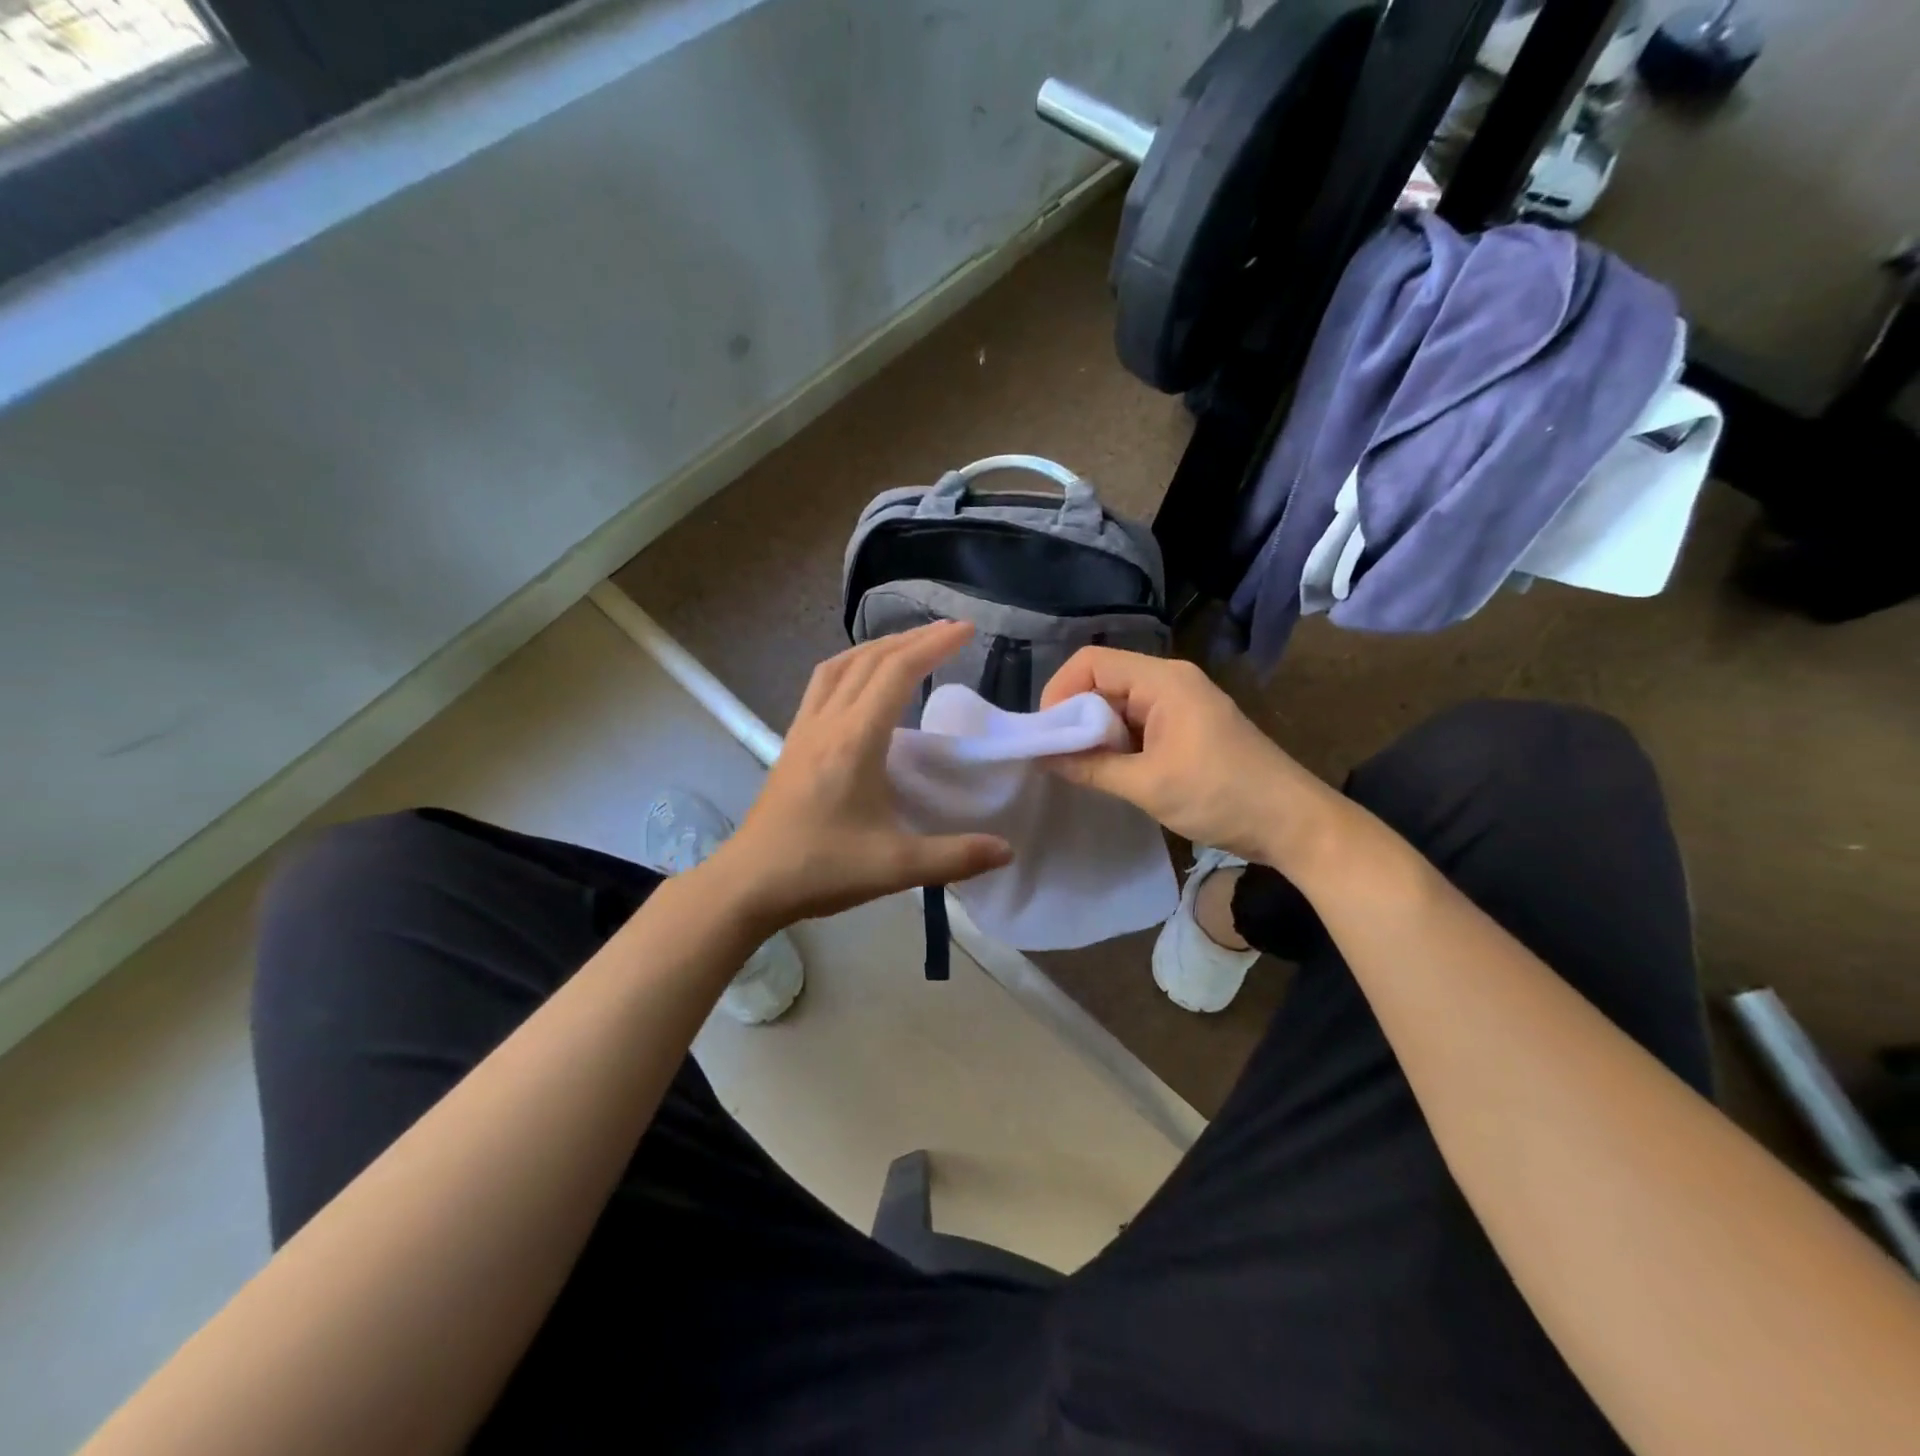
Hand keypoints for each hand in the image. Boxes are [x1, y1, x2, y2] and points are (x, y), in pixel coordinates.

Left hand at [714, 622, 1013, 931]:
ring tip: (908, 645)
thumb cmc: (820, 868)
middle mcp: (828, 722)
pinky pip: (823, 684)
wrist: (749, 882)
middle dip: (912, 638)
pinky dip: (850, 666)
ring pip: (840, 666)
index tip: (966, 630)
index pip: (897, 673)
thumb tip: (1007, 850)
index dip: (934, 646)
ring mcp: (805, 729)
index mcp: (855, 740)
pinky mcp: (792, 742)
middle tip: (949, 631)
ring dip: (877, 647)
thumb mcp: (894, 867)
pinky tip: (861, 683)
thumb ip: (954, 857)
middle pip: (870, 659)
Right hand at [1040, 648, 1343, 870]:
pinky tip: (1110, 771)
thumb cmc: (1221, 796)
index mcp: (1163, 681)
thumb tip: (1042, 757)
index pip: (1091, 662)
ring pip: (1119, 704)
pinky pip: (1138, 723)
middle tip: (1059, 757)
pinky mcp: (1188, 726)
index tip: (1047, 734)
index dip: (1060, 691)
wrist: (1293, 823)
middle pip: (1103, 681)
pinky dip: (1118, 743)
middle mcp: (1170, 681)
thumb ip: (1091, 767)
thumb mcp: (1148, 785)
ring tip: (1081, 768)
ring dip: (1097, 733)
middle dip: (1075, 716)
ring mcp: (1181, 703)